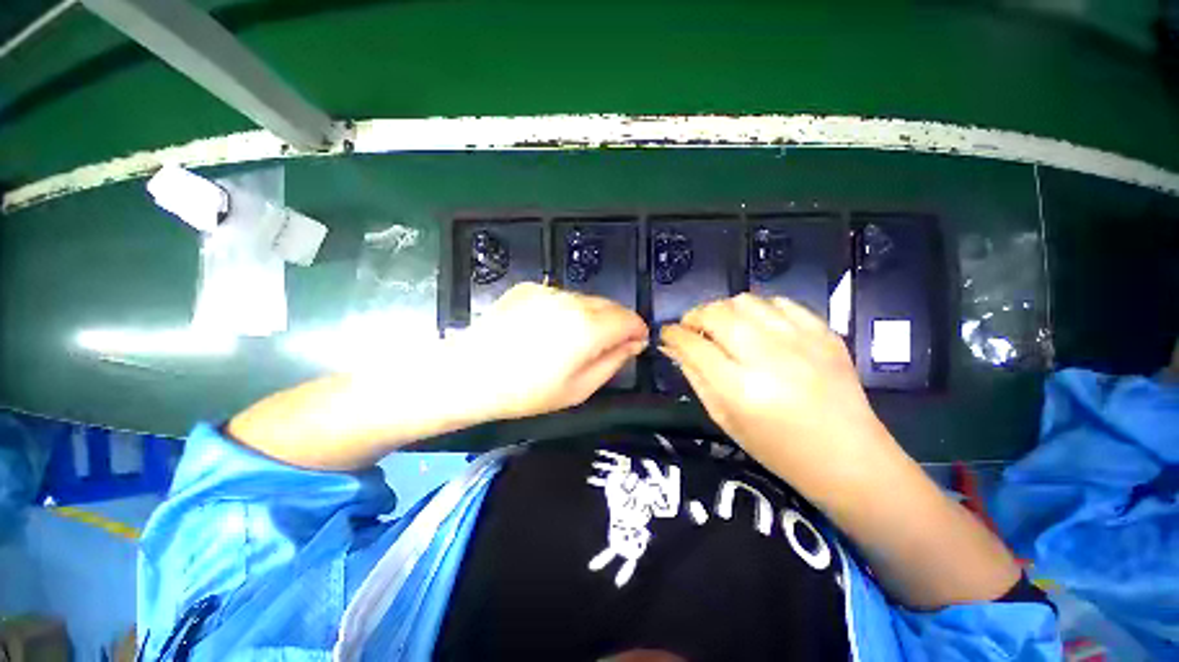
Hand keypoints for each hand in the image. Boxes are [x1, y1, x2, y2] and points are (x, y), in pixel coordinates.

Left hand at [452, 282, 647, 420]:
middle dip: (616, 323)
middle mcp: (573, 300)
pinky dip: (566, 310)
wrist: (469, 374)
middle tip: (607, 346)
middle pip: (609, 305)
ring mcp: (549, 291)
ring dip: (591, 316)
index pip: (629, 319)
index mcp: (589, 327)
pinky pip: (560, 297)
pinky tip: (547, 330)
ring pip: (585, 300)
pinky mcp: (529, 288)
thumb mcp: (579, 389)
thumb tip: (634, 344)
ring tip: (573, 340)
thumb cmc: (527, 391)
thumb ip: (613, 362)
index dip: (637, 331)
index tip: (636, 344)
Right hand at [659, 293, 896, 495]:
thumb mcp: (725, 418)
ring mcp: (800, 341)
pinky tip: (758, 326)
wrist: (849, 457)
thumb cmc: (778, 449)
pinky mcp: (825, 333)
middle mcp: (768, 357)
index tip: (667, 333)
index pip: (693, 345)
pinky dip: (760, 310)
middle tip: (692, 328)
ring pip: (745, 301)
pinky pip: (781, 303)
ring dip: (724, 310)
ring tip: (724, 327)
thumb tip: (672, 348)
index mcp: (740, 388)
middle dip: (694, 315)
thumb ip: (695, 378)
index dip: (673, 334)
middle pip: (716, 314)